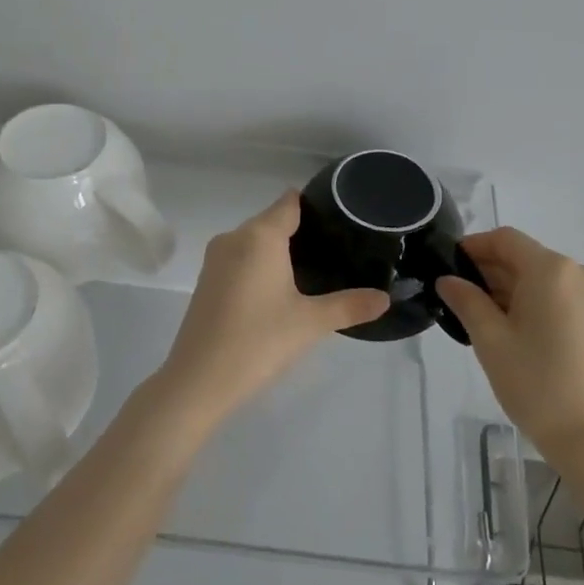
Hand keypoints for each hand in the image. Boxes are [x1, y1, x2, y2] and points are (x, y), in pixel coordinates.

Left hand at [154, 192, 389, 436]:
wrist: (198, 382)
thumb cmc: (258, 342)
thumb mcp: (311, 323)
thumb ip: (349, 306)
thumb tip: (385, 299)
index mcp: (260, 236)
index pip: (290, 202)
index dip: (315, 205)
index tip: (342, 218)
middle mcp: (235, 238)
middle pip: (273, 220)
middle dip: (302, 231)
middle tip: (338, 251)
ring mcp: (216, 259)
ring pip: (255, 241)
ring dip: (280, 251)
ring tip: (315, 270)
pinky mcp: (207, 281)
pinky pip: (241, 259)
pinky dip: (261, 266)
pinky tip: (281, 291)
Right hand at [435, 228, 583, 458]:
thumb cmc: (539, 385)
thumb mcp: (491, 341)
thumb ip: (466, 301)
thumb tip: (448, 280)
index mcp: (551, 269)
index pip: (504, 240)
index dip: (473, 247)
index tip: (447, 267)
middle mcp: (578, 272)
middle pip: (524, 257)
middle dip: (489, 272)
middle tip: (458, 299)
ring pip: (541, 278)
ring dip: (509, 289)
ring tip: (481, 320)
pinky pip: (559, 296)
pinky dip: (533, 303)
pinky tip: (513, 331)